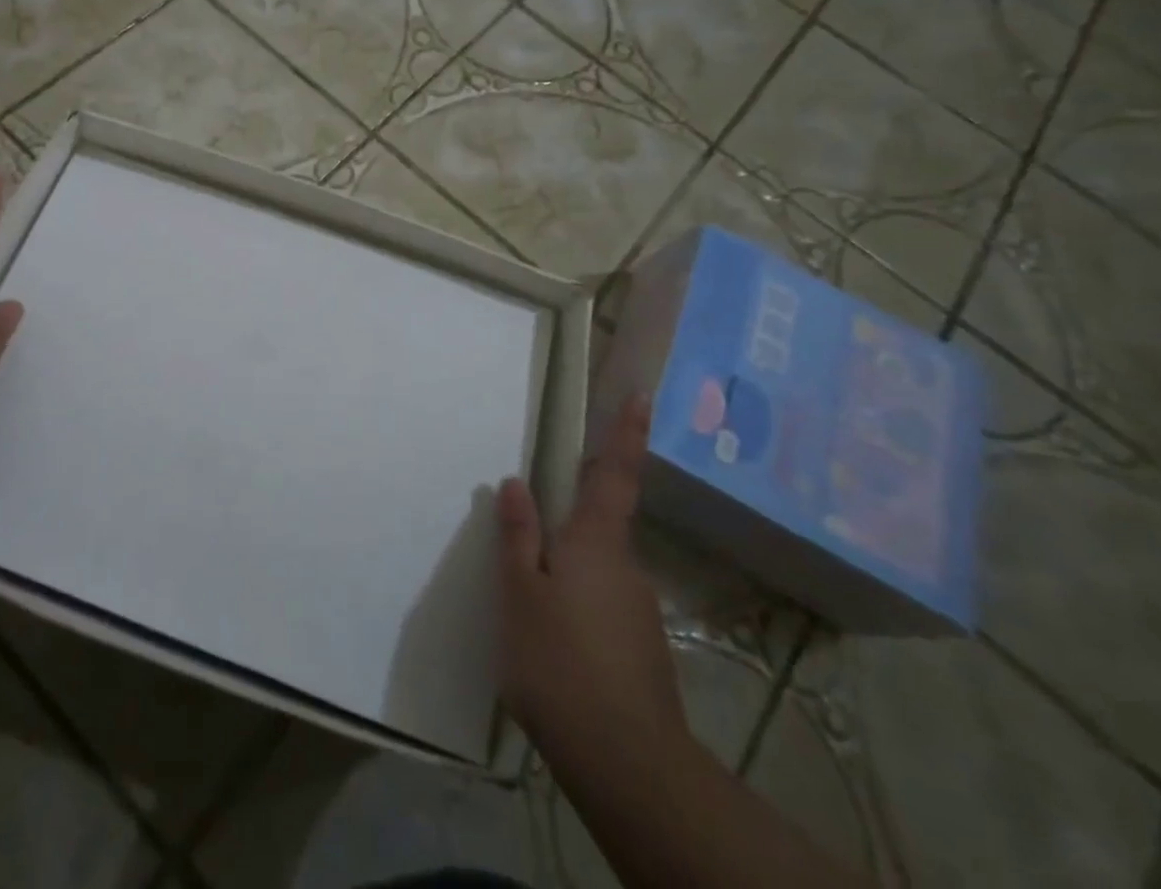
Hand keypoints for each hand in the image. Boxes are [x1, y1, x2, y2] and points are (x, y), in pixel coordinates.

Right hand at [495, 395, 688, 785]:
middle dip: (565, 529)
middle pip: (596, 528)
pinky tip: (553, 651)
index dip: (627, 433)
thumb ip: (518, 536)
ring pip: (595, 574)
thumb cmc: (559, 663)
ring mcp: (638, 610)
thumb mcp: (520, 593)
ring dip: (566, 578)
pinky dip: (576, 614)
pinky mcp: (642, 650)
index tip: (643, 395)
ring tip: (530, 617)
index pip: (615, 474)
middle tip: (526, 555)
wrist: (627, 765)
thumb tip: (517, 483)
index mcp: (596, 543)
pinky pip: (601, 610)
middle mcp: (626, 567)